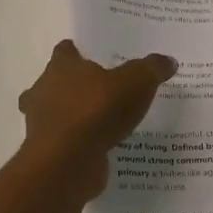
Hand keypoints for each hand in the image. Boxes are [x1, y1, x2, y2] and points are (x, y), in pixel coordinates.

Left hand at [18, 40, 176, 201]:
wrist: (67, 162)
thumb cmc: (96, 110)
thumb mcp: (136, 83)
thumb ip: (151, 70)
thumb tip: (168, 61)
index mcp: (62, 67)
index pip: (66, 51)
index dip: (78, 52)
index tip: (94, 57)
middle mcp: (45, 90)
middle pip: (58, 82)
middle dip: (77, 86)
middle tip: (105, 90)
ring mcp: (43, 123)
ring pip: (59, 113)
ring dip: (76, 116)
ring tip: (105, 122)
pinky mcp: (50, 152)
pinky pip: (67, 142)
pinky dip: (80, 143)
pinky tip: (102, 147)